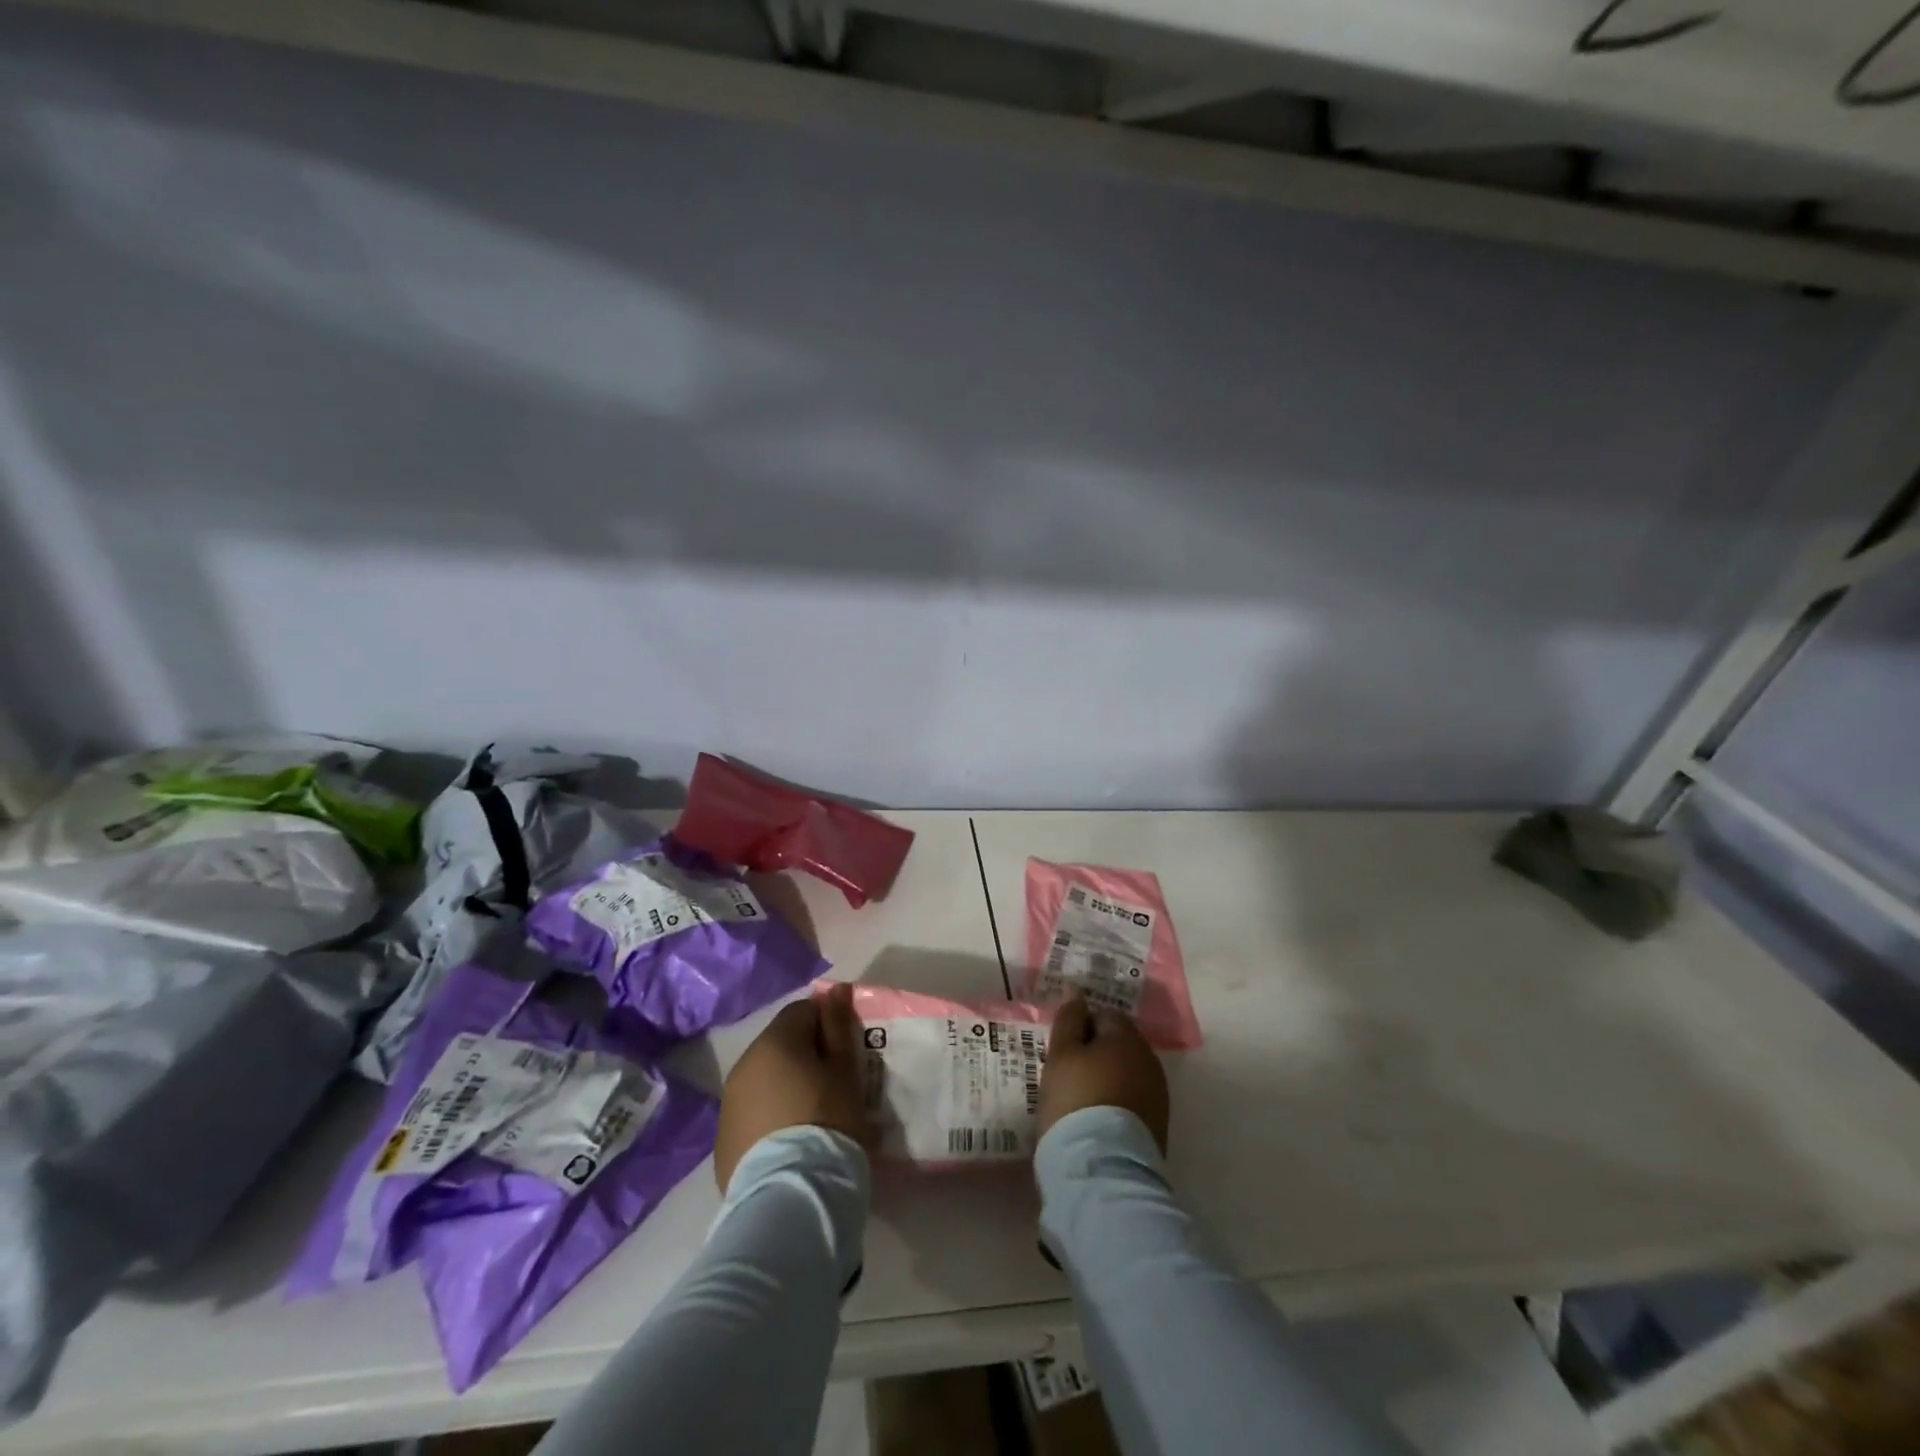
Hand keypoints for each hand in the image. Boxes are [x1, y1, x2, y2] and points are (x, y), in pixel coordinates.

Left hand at [714, 981, 869, 1192]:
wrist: (791, 1195)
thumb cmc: (827, 1121)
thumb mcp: (844, 1070)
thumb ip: (838, 1025)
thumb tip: (835, 989)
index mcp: (774, 1042)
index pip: (803, 1011)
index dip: (827, 1025)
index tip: (844, 1053)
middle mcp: (743, 1065)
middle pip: (781, 1044)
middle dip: (805, 1055)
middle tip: (833, 1085)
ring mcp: (728, 1103)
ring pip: (764, 1078)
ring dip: (786, 1085)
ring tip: (811, 1116)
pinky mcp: (723, 1140)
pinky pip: (752, 1112)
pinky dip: (770, 1116)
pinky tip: (790, 1140)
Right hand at [1038, 993, 1170, 1152]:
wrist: (1102, 1168)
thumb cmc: (1075, 1099)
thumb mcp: (1060, 1054)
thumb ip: (1069, 1019)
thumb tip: (1077, 992)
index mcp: (1126, 1037)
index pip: (1103, 1015)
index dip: (1079, 1027)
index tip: (1061, 1048)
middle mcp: (1149, 1059)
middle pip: (1118, 1043)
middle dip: (1095, 1051)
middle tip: (1067, 1072)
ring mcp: (1158, 1094)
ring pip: (1126, 1072)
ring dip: (1107, 1077)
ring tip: (1080, 1097)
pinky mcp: (1158, 1125)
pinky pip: (1133, 1099)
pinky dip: (1116, 1101)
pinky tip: (1096, 1117)